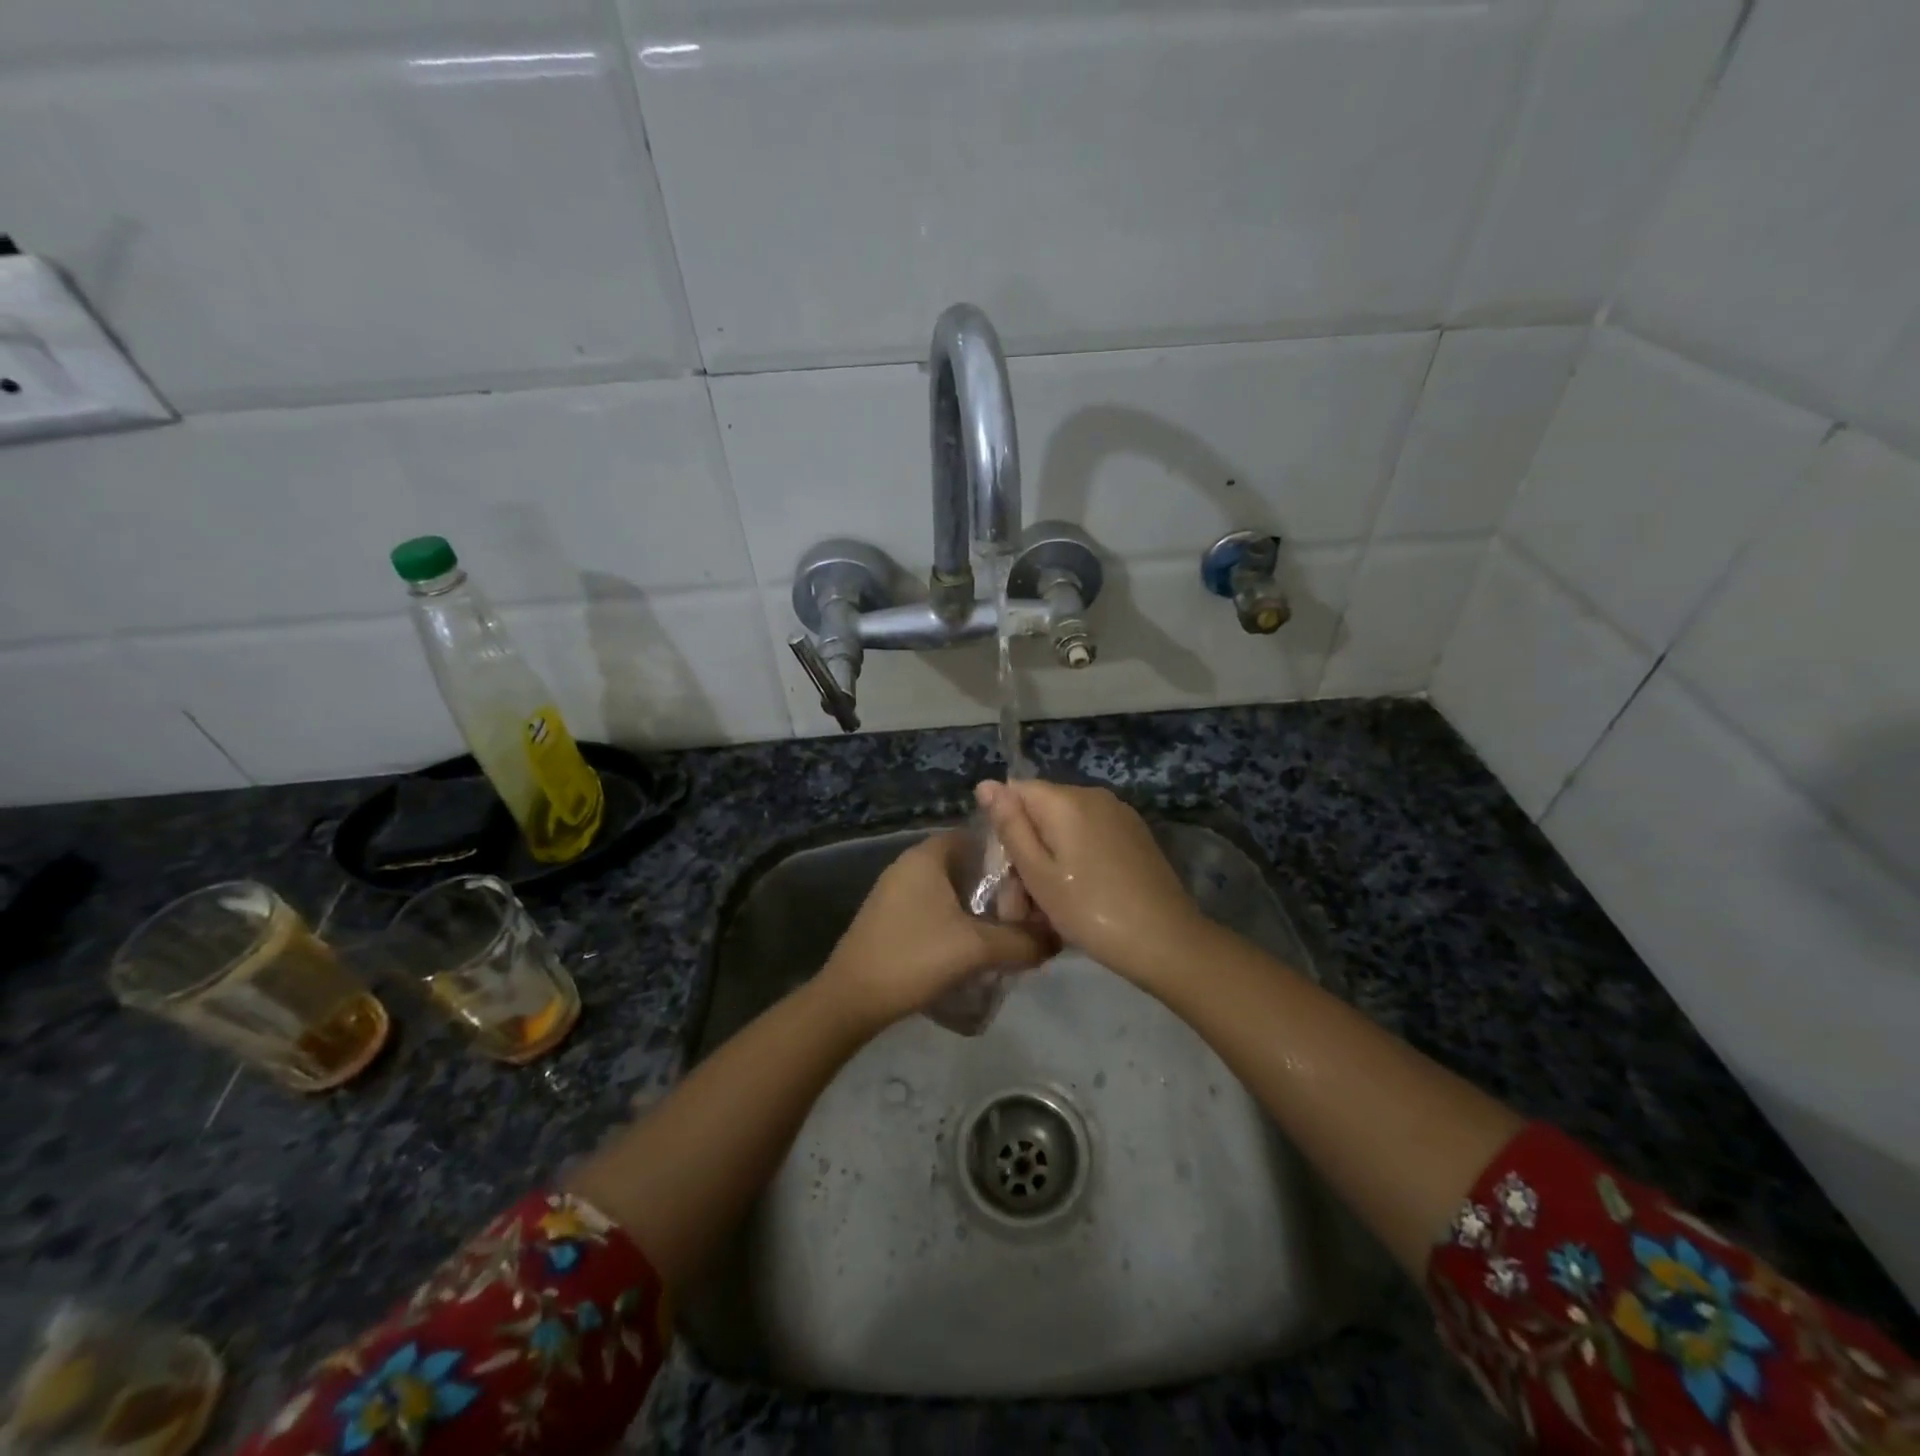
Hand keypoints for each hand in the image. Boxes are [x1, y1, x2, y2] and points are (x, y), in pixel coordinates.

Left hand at [818, 831, 1058, 1028]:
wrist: (851, 999)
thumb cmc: (913, 957)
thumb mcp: (976, 949)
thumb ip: (1022, 941)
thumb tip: (1057, 939)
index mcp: (927, 855)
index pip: (979, 837)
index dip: (1009, 855)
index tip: (1035, 880)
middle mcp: (910, 864)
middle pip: (967, 865)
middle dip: (998, 887)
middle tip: (1027, 912)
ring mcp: (896, 891)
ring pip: (951, 890)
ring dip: (978, 908)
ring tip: (1008, 932)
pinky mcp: (890, 918)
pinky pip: (935, 909)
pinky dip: (957, 921)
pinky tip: (973, 948)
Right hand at [975, 780, 1204, 983]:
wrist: (1166, 941)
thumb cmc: (1090, 910)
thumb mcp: (1038, 873)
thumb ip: (1010, 826)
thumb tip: (985, 784)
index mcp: (1066, 799)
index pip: (1015, 792)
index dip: (1003, 829)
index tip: (1005, 872)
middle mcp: (1093, 795)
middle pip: (1041, 811)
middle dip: (1026, 851)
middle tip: (1022, 905)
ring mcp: (1119, 814)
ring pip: (1065, 828)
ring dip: (1050, 861)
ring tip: (1048, 910)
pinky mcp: (1135, 835)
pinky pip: (1090, 838)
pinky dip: (1076, 862)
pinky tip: (1078, 897)